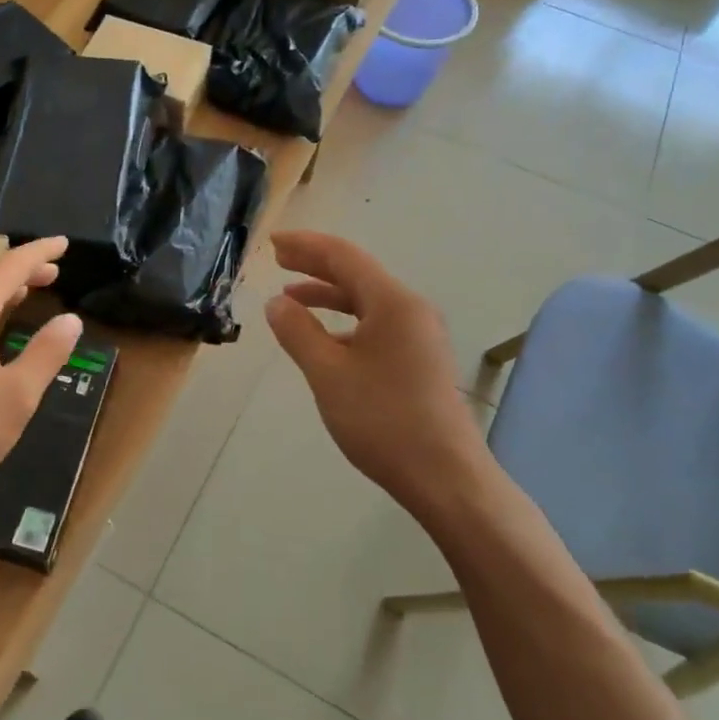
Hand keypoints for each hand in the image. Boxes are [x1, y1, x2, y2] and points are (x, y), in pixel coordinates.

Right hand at [265, 231, 489, 523]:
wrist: (445, 476)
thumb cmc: (383, 419)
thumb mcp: (328, 374)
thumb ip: (299, 332)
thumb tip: (277, 303)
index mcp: (393, 302)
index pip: (343, 257)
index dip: (305, 246)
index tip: (272, 243)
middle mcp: (411, 309)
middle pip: (357, 274)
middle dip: (315, 265)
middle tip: (278, 260)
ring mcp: (420, 335)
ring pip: (367, 301)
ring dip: (329, 295)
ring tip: (291, 299)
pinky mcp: (421, 359)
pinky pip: (377, 325)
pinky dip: (346, 323)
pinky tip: (325, 340)